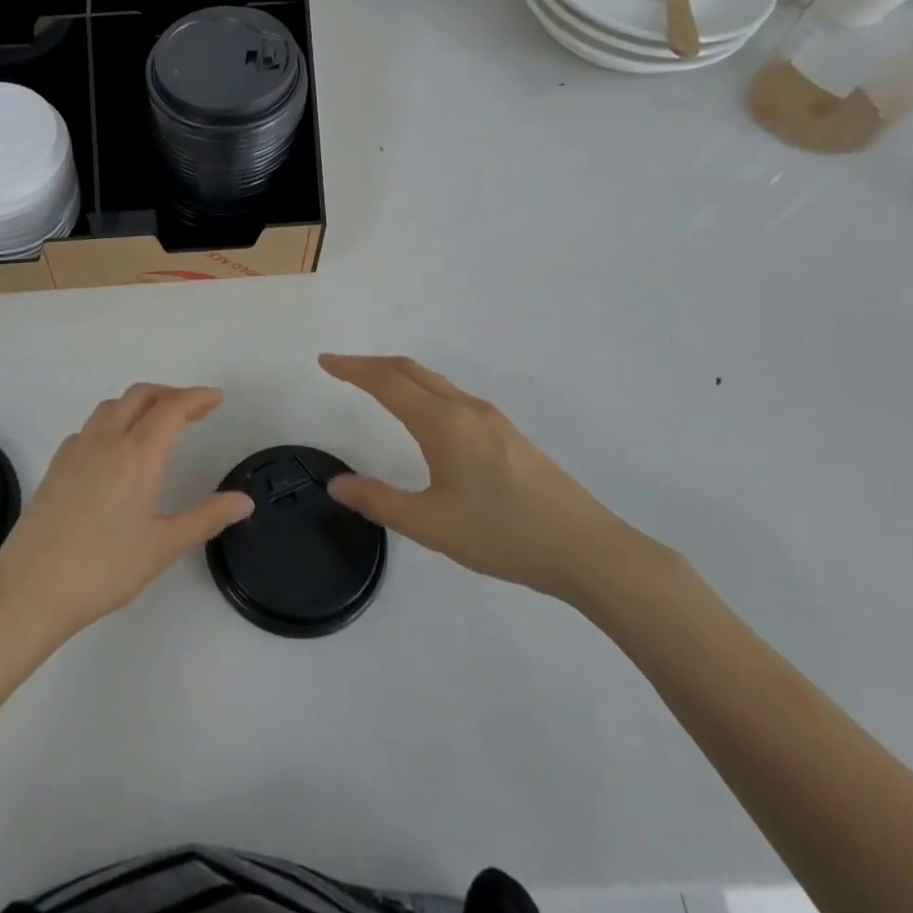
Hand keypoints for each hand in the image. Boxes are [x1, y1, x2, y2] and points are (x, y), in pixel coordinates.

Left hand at [0, 384, 254, 641]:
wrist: (30, 588)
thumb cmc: (103, 568)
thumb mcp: (163, 546)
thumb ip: (206, 518)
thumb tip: (244, 501)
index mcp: (136, 454)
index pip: (171, 408)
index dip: (196, 397)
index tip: (216, 398)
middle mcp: (105, 440)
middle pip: (140, 395)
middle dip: (170, 394)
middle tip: (194, 411)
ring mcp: (76, 449)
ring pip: (112, 406)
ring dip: (140, 404)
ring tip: (158, 426)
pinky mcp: (56, 464)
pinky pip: (91, 427)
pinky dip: (113, 422)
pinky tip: (117, 452)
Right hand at [319, 354, 634, 601]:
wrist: (588, 550)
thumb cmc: (503, 535)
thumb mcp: (431, 525)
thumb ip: (379, 501)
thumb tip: (337, 485)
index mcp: (442, 423)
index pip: (386, 382)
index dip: (352, 369)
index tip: (324, 362)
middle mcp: (466, 409)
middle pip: (411, 370)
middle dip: (372, 364)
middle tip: (342, 368)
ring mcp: (492, 419)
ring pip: (435, 381)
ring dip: (399, 375)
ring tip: (376, 385)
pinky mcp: (510, 434)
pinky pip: (453, 395)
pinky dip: (423, 389)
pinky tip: (425, 415)